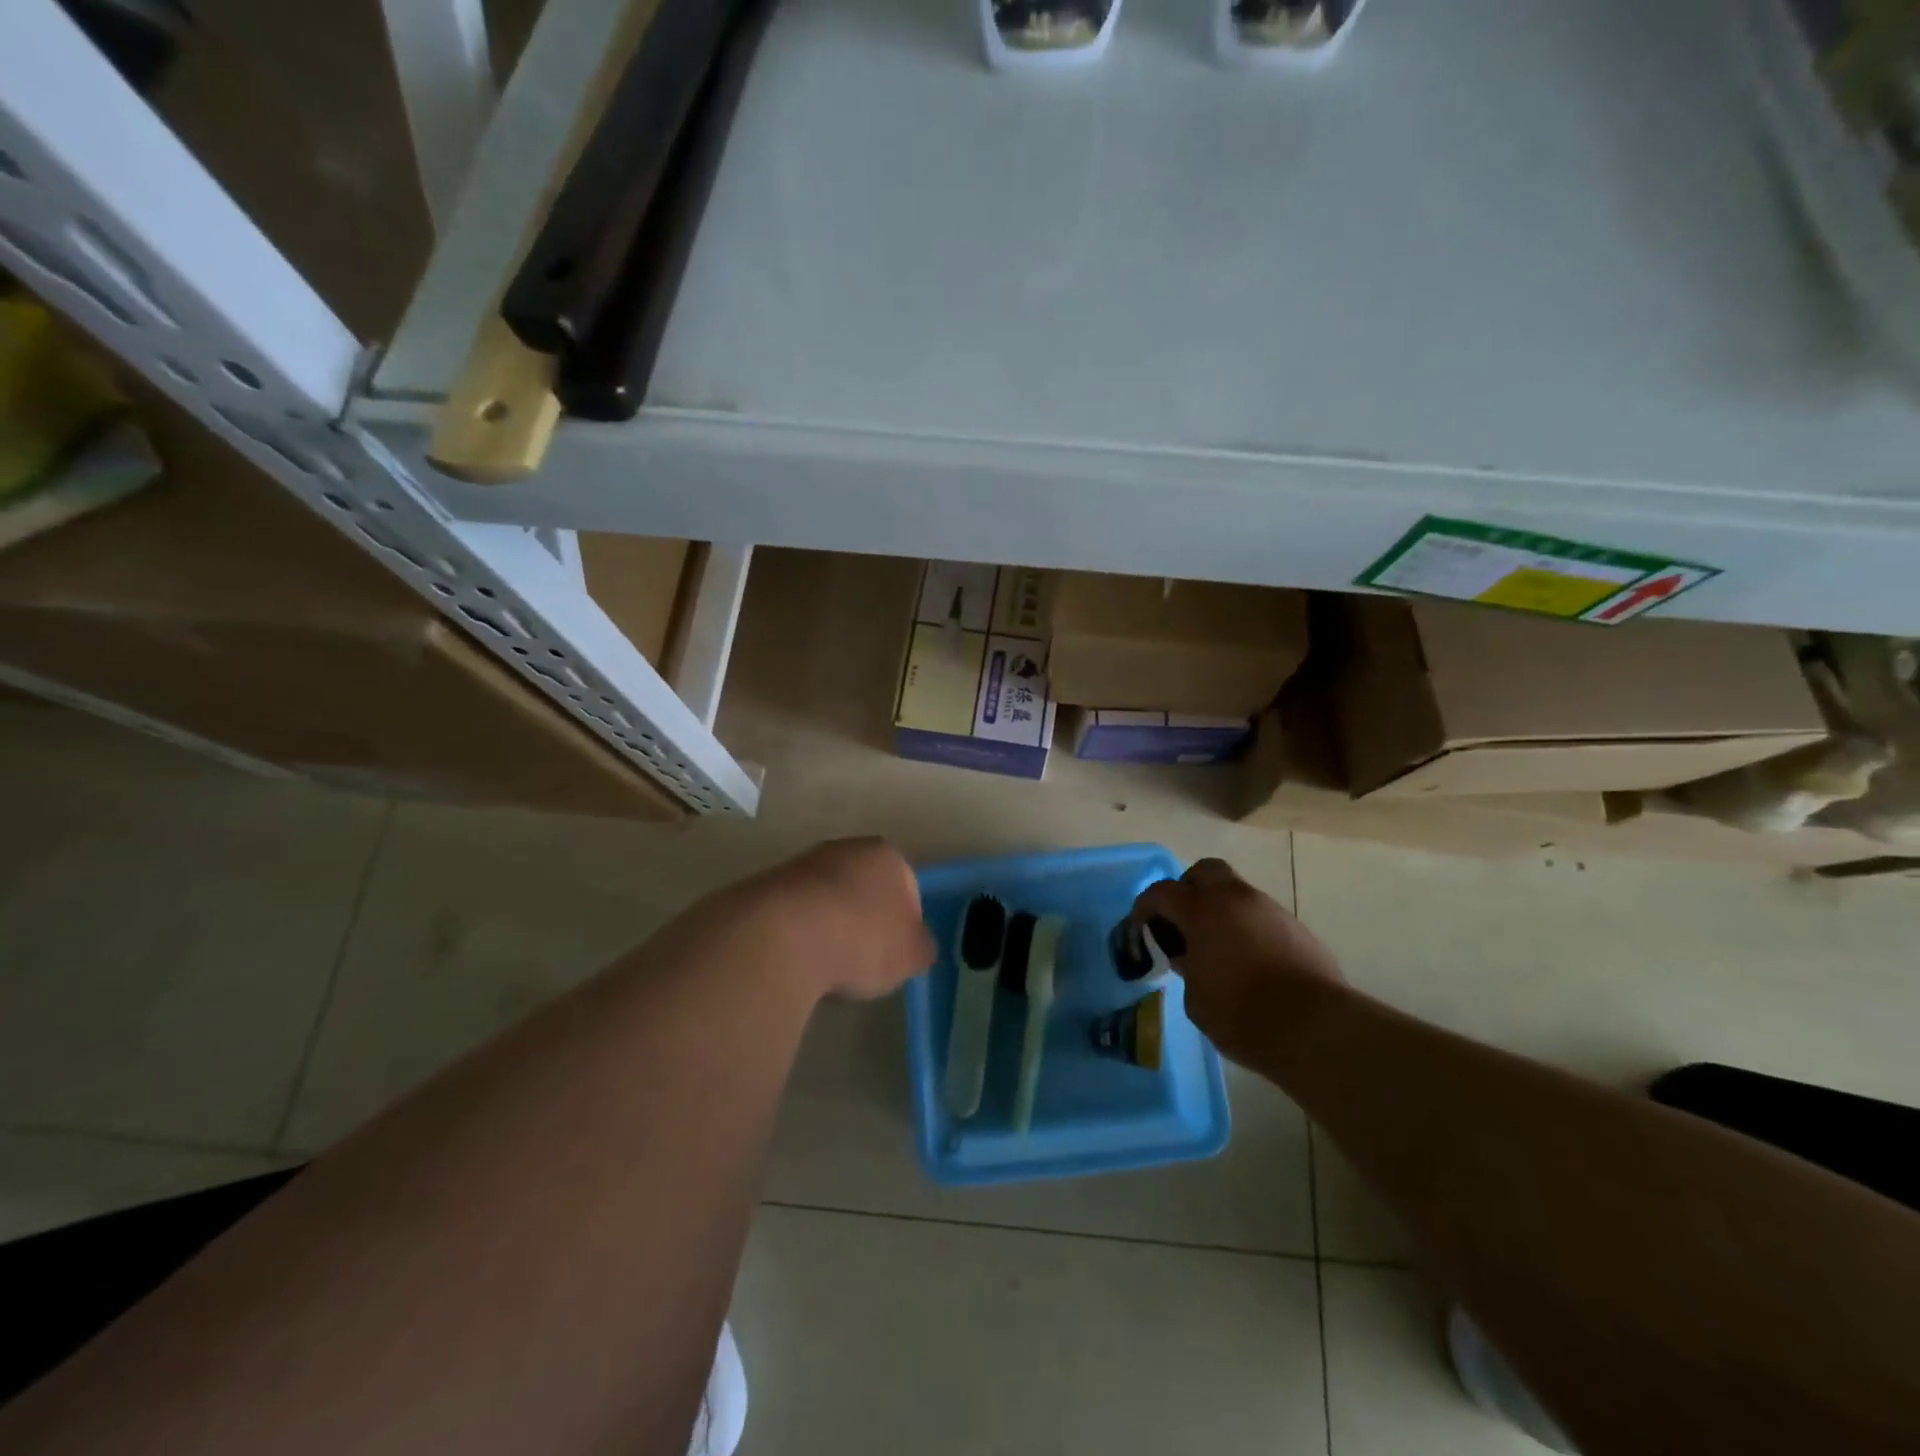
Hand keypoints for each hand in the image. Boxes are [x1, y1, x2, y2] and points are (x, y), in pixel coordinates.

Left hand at [729, 838, 934, 1002]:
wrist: (783, 935)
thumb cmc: (861, 939)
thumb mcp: (911, 955)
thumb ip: (921, 947)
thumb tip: (917, 946)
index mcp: (888, 855)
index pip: (907, 887)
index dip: (904, 924)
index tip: (894, 954)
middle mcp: (846, 848)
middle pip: (864, 888)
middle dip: (864, 920)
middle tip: (861, 960)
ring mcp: (803, 863)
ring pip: (827, 899)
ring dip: (829, 927)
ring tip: (825, 965)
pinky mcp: (767, 884)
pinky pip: (795, 913)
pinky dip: (799, 933)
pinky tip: (797, 959)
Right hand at [1131, 858, 1344, 1065]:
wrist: (1316, 1028)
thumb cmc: (1242, 1013)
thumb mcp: (1196, 999)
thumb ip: (1187, 968)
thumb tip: (1191, 957)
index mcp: (1202, 910)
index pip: (1161, 892)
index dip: (1145, 908)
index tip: (1141, 929)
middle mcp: (1235, 898)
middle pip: (1204, 872)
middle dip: (1188, 890)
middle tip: (1182, 922)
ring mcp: (1270, 909)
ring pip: (1237, 892)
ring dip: (1221, 910)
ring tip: (1217, 947)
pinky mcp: (1296, 928)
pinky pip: (1260, 916)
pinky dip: (1247, 927)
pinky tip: (1249, 961)